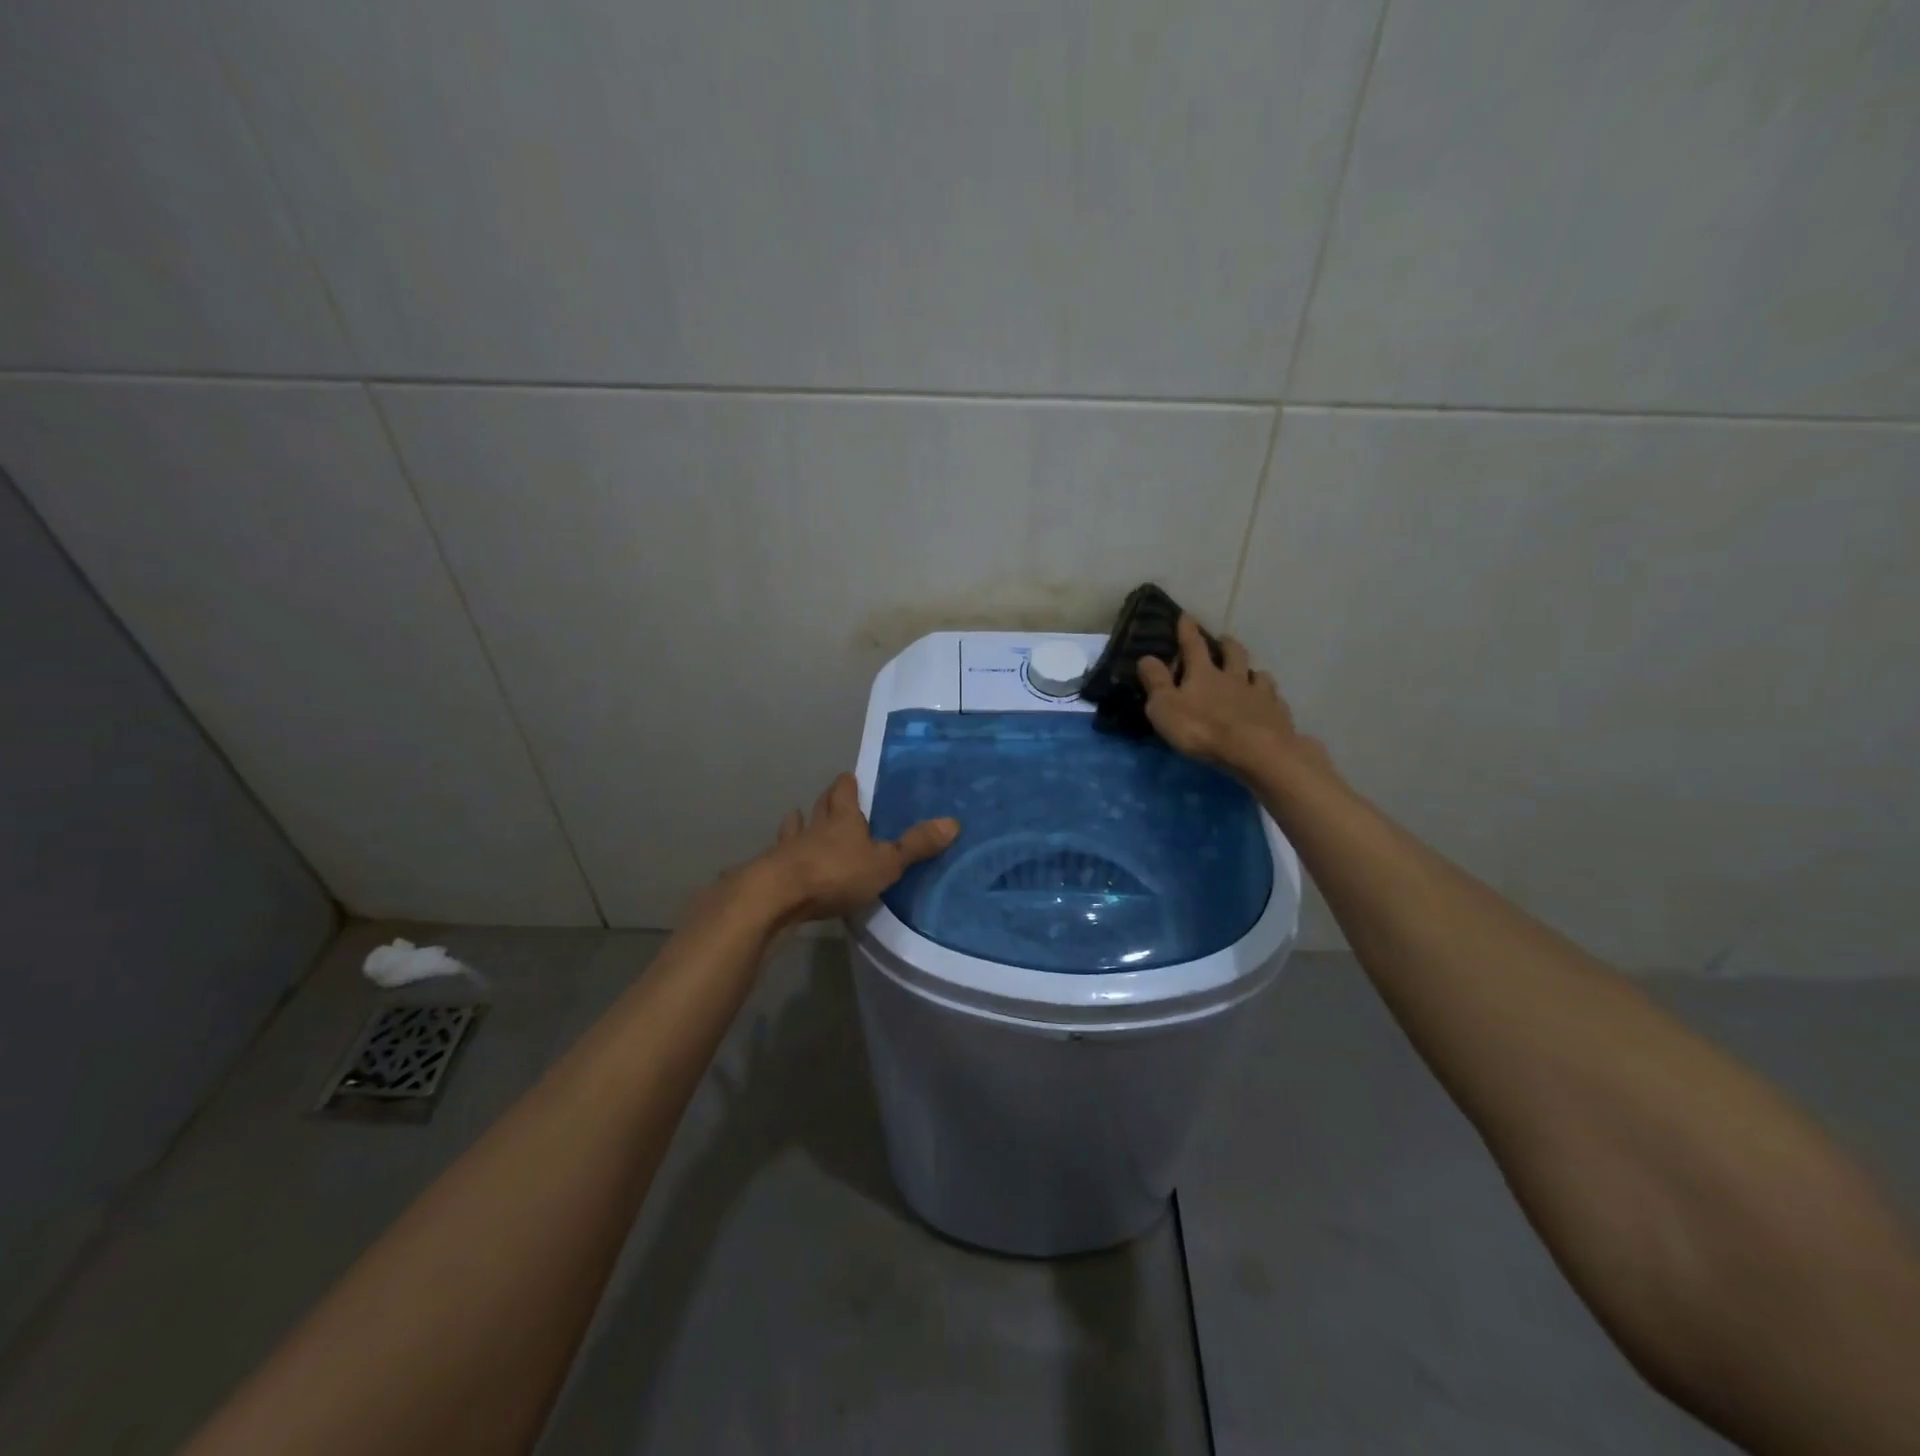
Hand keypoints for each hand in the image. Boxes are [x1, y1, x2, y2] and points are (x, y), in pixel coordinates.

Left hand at [748, 772, 957, 924]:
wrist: (778, 897)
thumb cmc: (836, 873)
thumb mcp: (884, 862)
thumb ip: (916, 846)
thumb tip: (953, 822)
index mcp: (843, 819)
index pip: (845, 792)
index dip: (848, 784)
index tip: (849, 777)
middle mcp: (815, 826)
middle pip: (821, 806)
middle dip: (828, 800)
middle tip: (834, 795)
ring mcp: (790, 848)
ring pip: (797, 828)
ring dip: (800, 823)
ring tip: (799, 816)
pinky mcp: (773, 871)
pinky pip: (781, 855)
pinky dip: (783, 852)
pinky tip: (781, 854)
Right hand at [1138, 616, 1325, 775]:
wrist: (1256, 751)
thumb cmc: (1202, 729)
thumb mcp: (1165, 707)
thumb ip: (1156, 682)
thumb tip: (1146, 657)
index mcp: (1203, 674)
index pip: (1193, 646)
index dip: (1187, 630)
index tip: (1185, 616)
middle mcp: (1233, 677)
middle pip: (1233, 653)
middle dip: (1226, 644)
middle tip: (1223, 640)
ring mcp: (1259, 694)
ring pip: (1258, 674)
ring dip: (1252, 670)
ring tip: (1251, 672)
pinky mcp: (1277, 714)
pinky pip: (1275, 699)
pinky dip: (1270, 696)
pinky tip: (1270, 702)